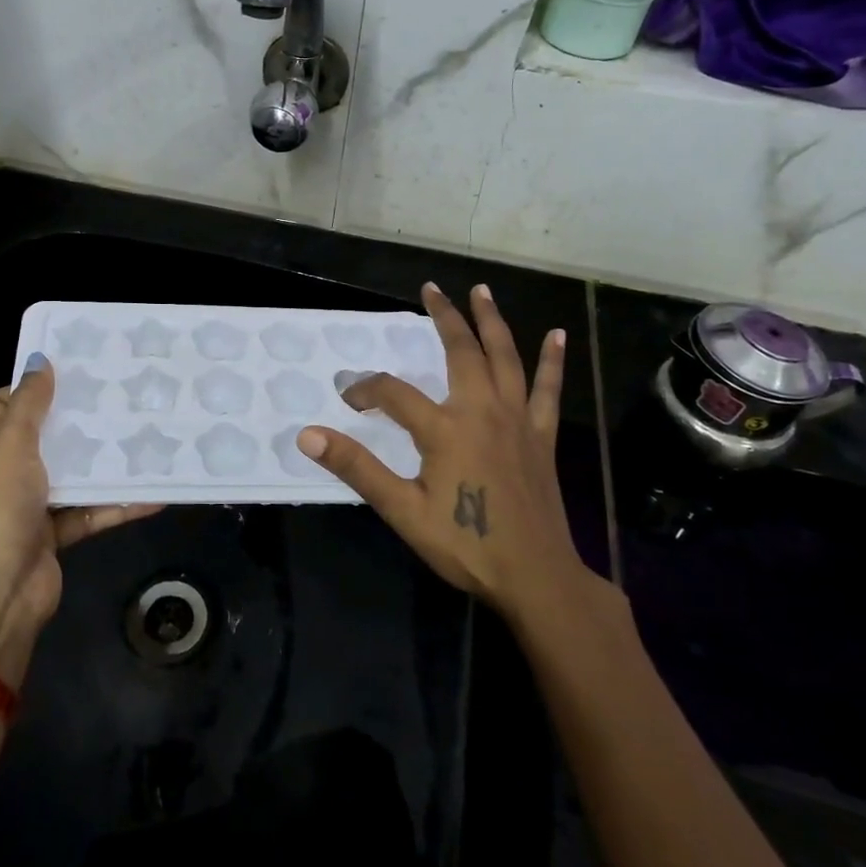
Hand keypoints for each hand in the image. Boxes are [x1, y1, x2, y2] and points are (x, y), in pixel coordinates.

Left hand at [0, 357, 160, 675]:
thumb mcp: (9, 445)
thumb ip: (29, 402)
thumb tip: (40, 360)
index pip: (1, 404)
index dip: (33, 386)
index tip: (76, 369)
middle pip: (40, 436)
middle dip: (76, 418)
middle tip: (117, 393)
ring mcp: (25, 506)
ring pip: (69, 473)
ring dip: (101, 459)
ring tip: (142, 431)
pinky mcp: (53, 533)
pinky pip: (88, 510)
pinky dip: (116, 502)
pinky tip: (153, 491)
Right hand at [297, 283, 594, 625]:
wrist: (536, 577)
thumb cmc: (465, 545)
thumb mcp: (402, 511)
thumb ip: (357, 467)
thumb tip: (308, 435)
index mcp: (445, 429)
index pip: (393, 393)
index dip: (366, 390)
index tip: (349, 398)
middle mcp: (482, 411)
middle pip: (461, 352)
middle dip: (444, 318)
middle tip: (431, 289)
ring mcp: (517, 420)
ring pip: (505, 358)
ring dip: (492, 321)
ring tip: (482, 291)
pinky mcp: (541, 436)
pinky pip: (547, 389)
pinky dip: (552, 361)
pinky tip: (557, 335)